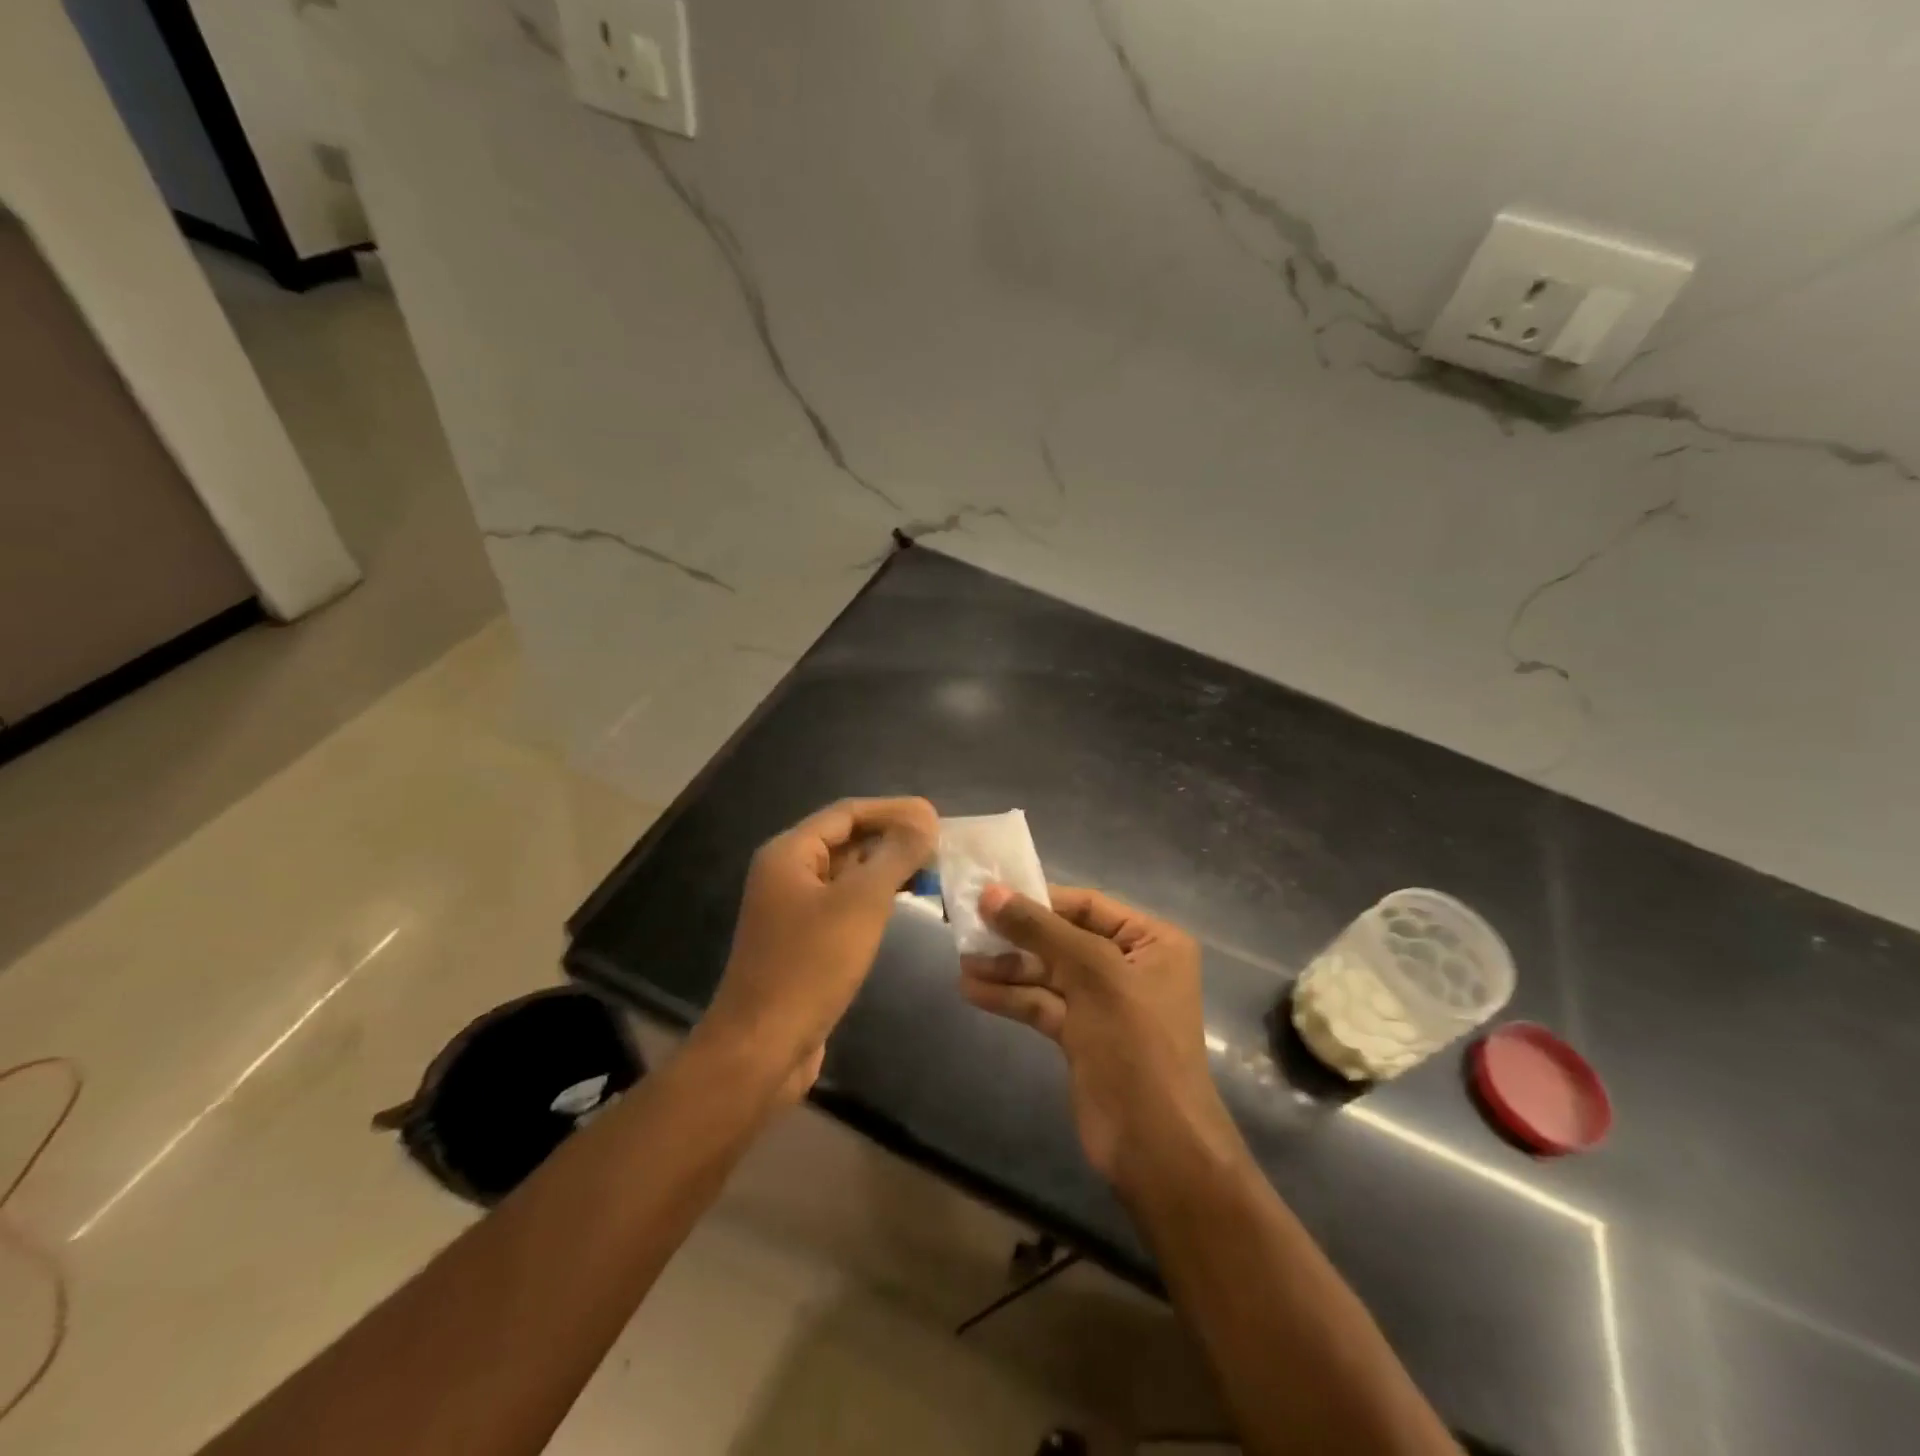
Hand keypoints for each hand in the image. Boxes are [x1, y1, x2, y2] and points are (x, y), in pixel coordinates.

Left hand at [701, 797, 937, 1100]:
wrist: (762, 1048)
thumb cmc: (811, 965)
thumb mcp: (861, 902)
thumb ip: (896, 854)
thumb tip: (926, 817)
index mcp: (789, 853)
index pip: (847, 812)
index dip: (893, 810)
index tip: (935, 816)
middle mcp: (786, 873)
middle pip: (846, 840)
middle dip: (892, 838)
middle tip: (940, 844)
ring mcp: (793, 909)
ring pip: (846, 873)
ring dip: (886, 868)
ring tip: (931, 870)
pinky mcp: (803, 941)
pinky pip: (843, 904)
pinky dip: (874, 897)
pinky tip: (903, 903)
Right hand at [960, 885, 1238, 1189]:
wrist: (1155, 1144)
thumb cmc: (1135, 1043)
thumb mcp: (1092, 973)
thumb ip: (1039, 929)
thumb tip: (990, 893)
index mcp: (1152, 941)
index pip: (1087, 905)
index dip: (1038, 898)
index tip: (990, 894)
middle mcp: (1130, 965)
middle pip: (1063, 938)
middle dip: (1017, 935)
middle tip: (967, 926)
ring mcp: (1104, 1003)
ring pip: (1048, 973)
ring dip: (1007, 968)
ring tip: (962, 961)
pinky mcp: (1082, 1036)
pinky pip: (1043, 1004)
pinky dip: (1011, 997)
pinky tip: (973, 990)